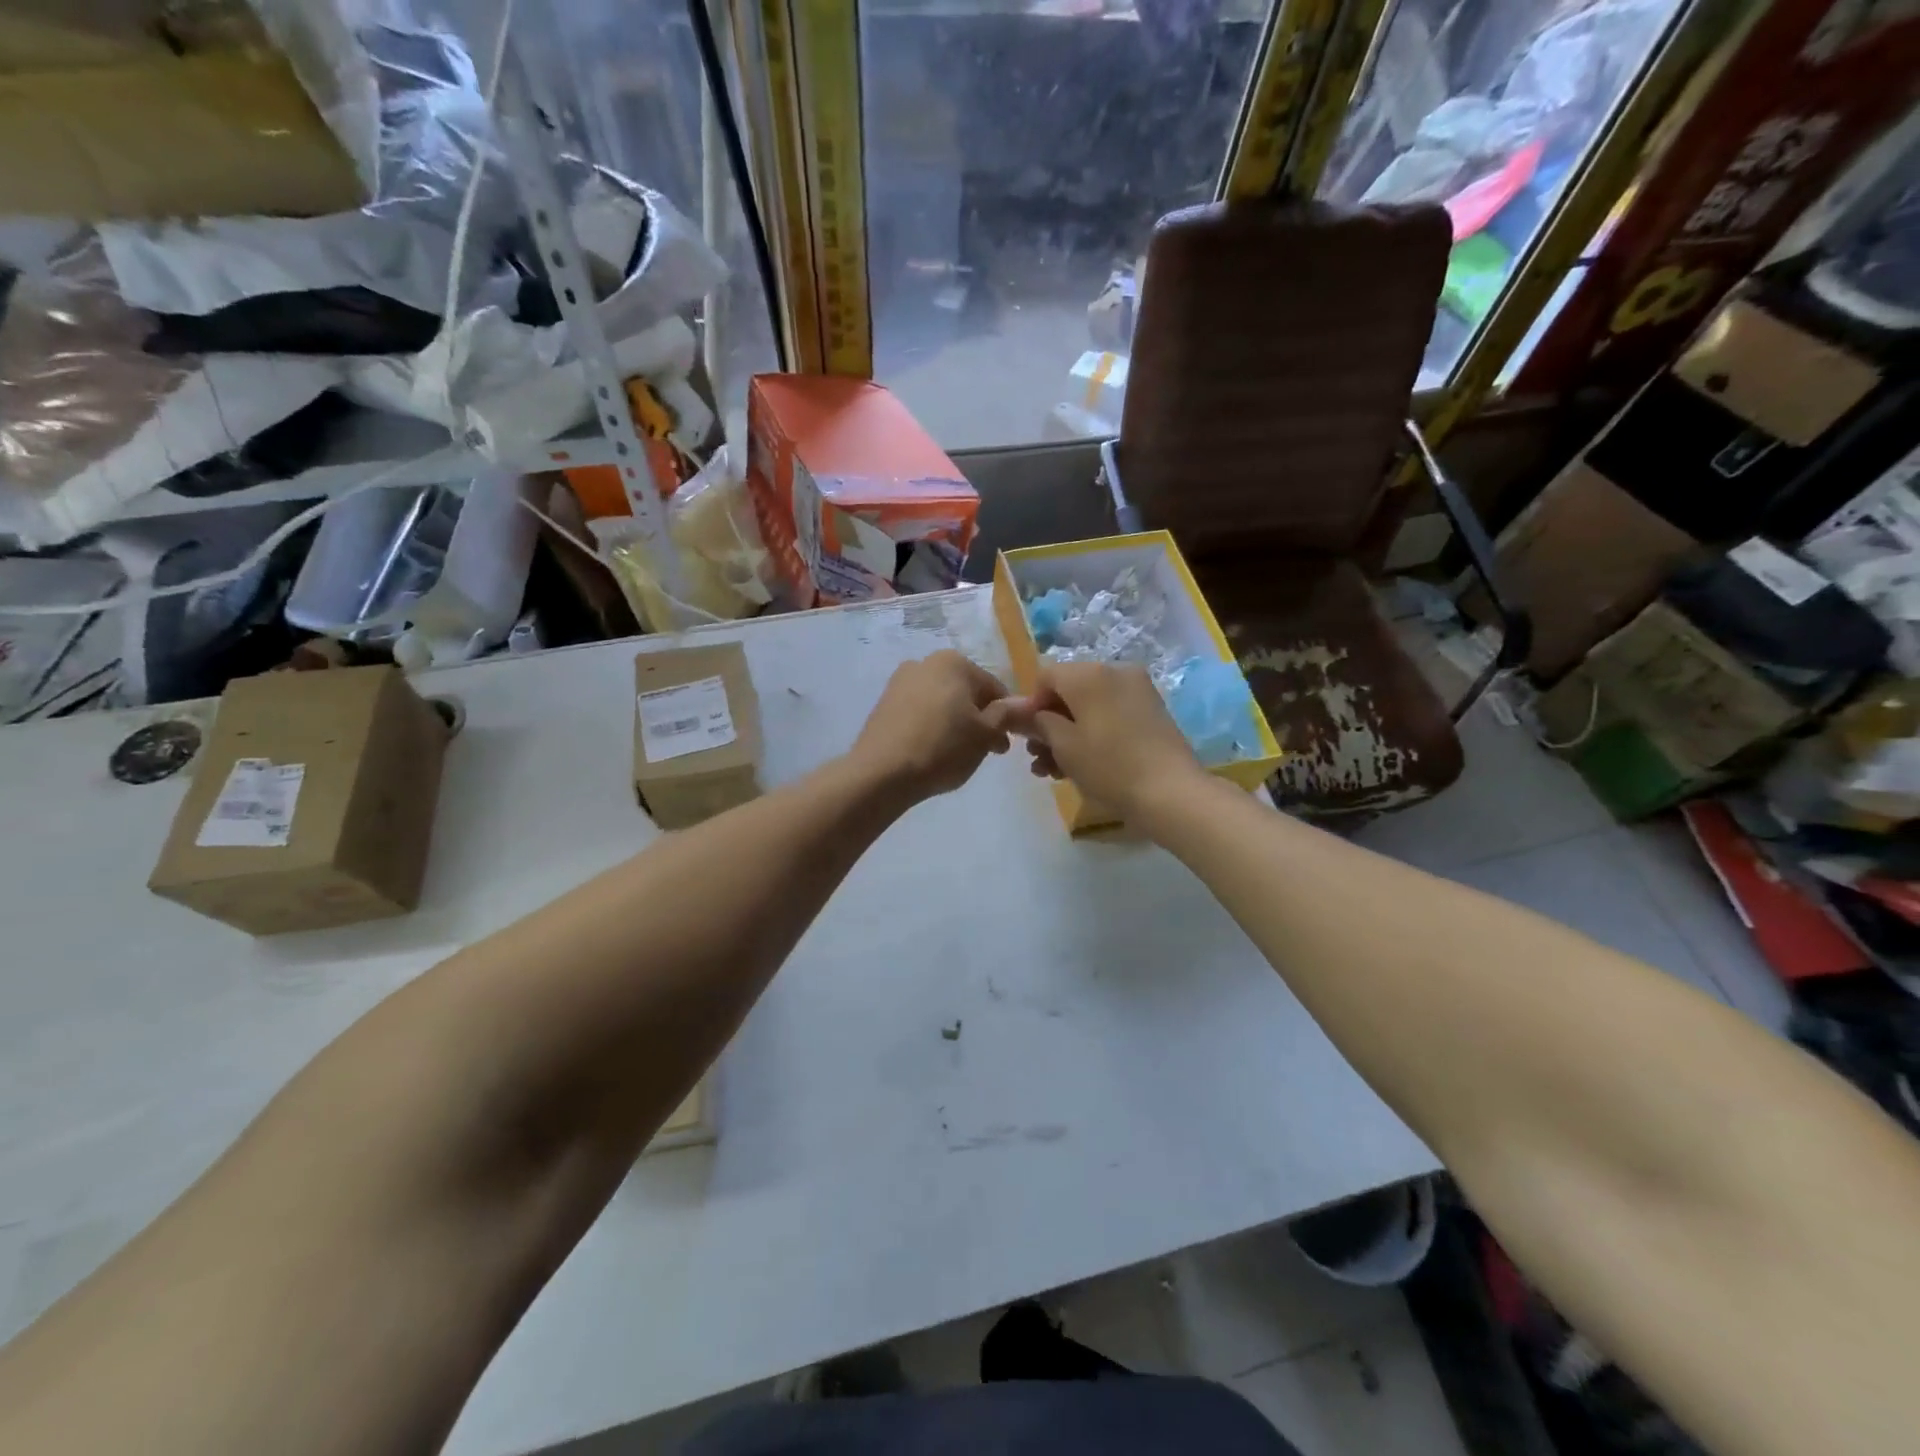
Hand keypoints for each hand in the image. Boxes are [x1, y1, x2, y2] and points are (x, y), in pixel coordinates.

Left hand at [850, 651, 1016, 802]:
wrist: (882, 773)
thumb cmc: (943, 748)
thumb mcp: (985, 734)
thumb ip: (1007, 714)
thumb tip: (1024, 704)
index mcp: (954, 662)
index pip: (994, 687)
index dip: (1007, 716)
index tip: (1007, 742)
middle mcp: (925, 663)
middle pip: (966, 692)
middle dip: (980, 719)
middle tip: (987, 751)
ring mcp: (900, 682)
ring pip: (942, 702)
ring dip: (957, 723)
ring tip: (960, 755)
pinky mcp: (883, 704)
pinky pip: (919, 713)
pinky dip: (932, 727)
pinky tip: (933, 751)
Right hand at [1000, 661, 1204, 821]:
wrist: (1171, 792)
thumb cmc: (1108, 766)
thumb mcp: (1063, 745)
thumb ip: (1037, 723)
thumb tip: (1019, 712)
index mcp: (1089, 673)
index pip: (1046, 677)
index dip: (1030, 706)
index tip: (1028, 738)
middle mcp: (1114, 671)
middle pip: (1069, 690)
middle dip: (1049, 723)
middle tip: (1038, 759)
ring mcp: (1137, 690)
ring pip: (1090, 705)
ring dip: (1068, 732)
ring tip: (1055, 770)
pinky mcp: (1152, 711)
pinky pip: (1111, 713)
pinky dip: (1093, 732)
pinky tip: (1083, 764)